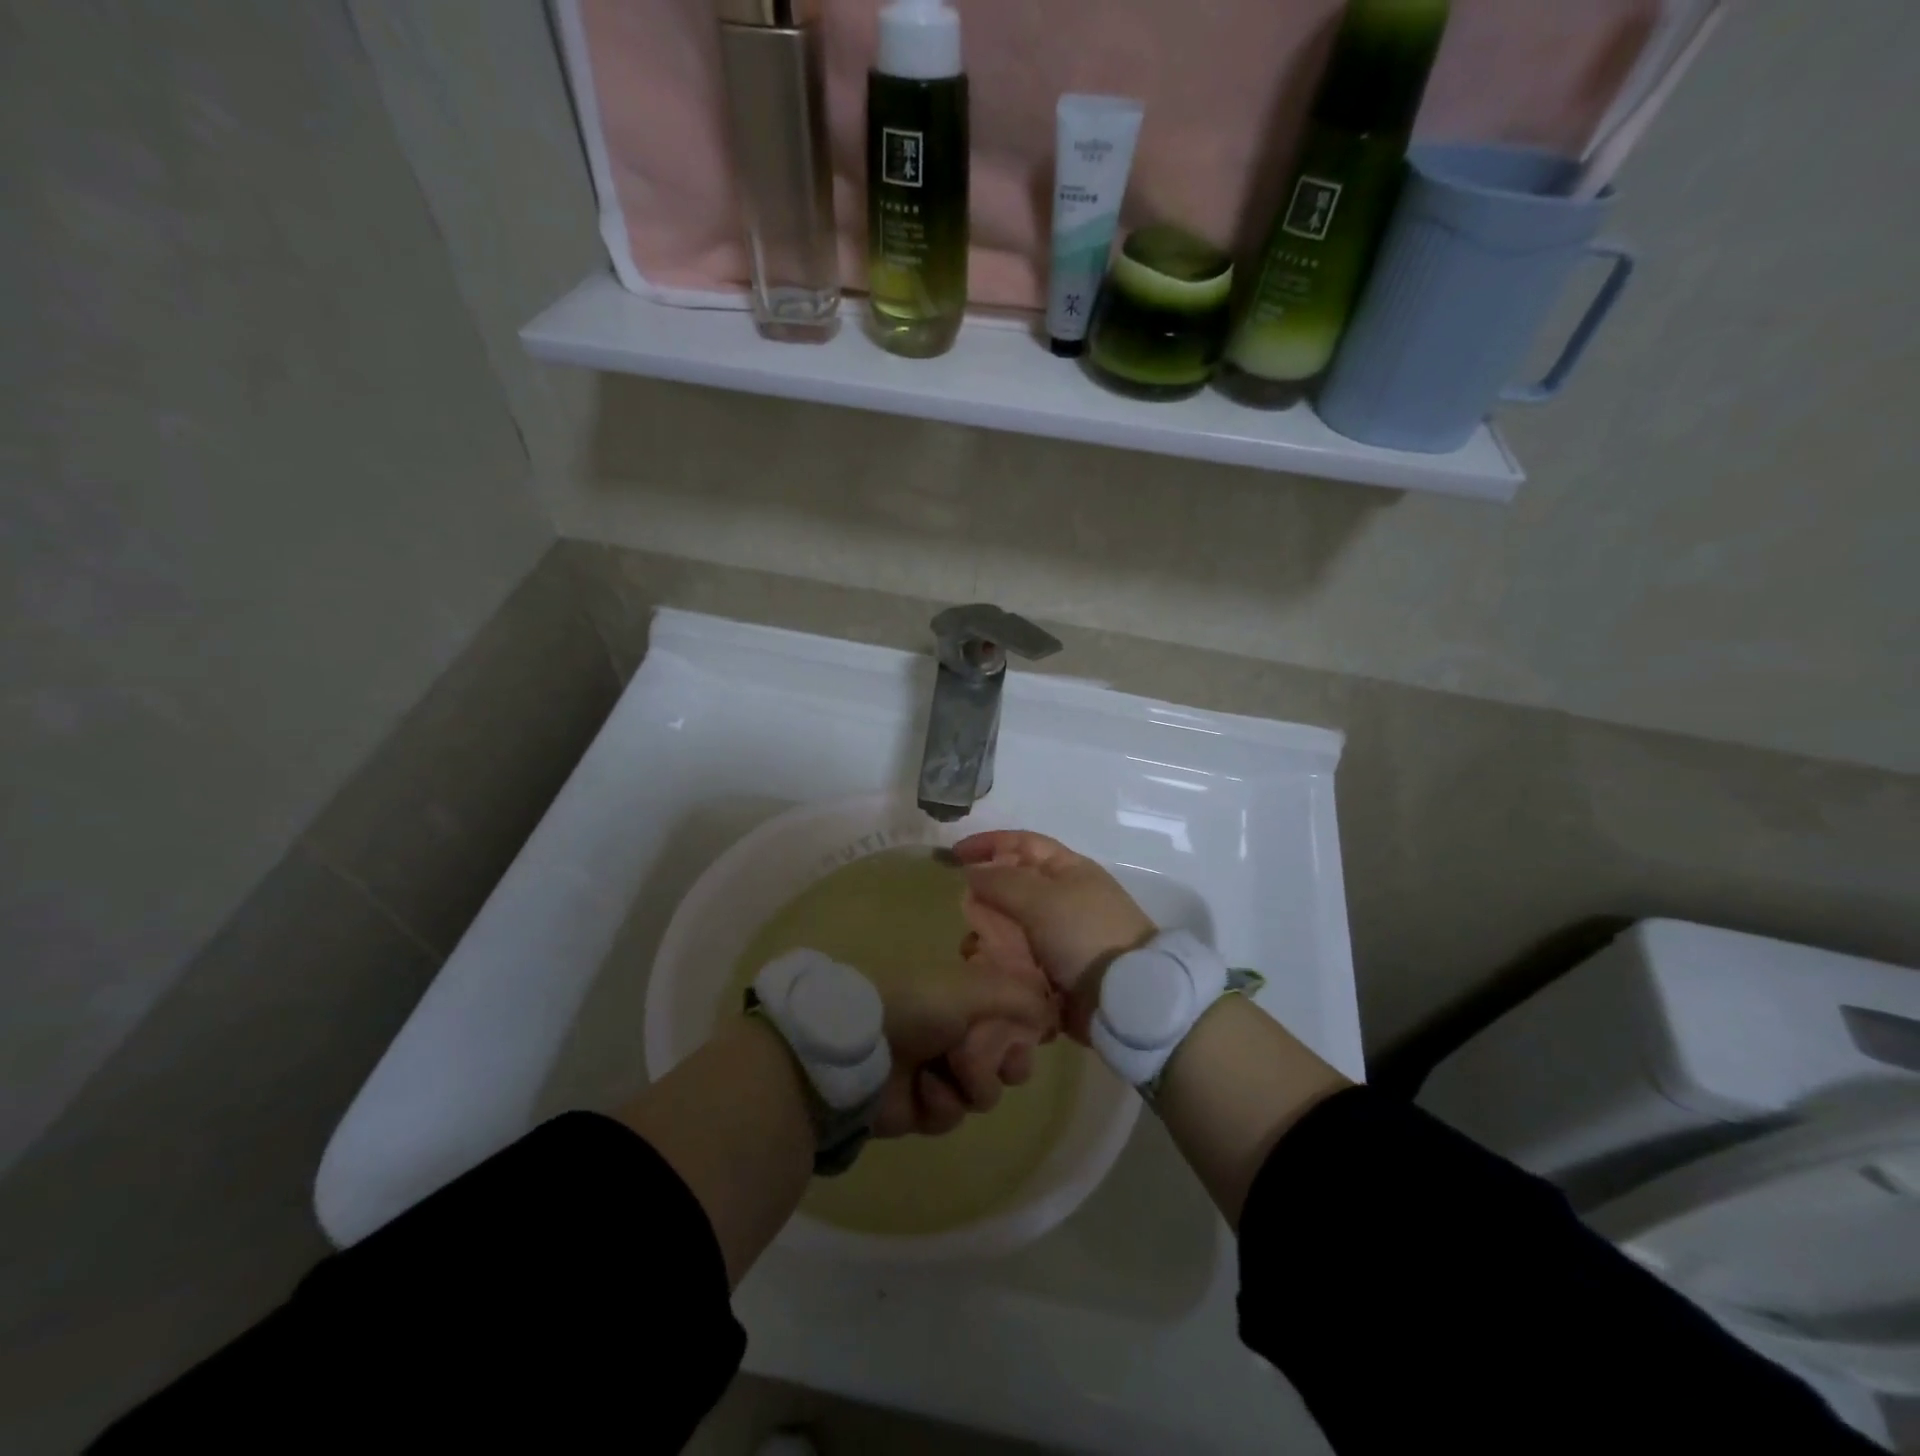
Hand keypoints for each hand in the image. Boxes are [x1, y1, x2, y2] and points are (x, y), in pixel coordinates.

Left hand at [872, 965, 1055, 1138]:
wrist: (861, 1047)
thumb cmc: (919, 1006)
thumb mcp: (975, 988)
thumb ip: (1021, 997)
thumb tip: (1053, 1015)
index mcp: (967, 999)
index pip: (1014, 1018)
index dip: (1025, 1031)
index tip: (1030, 1036)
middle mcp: (957, 1033)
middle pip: (1007, 1061)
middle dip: (1006, 1063)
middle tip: (996, 1061)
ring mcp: (939, 1071)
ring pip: (985, 1093)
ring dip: (972, 1083)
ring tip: (947, 1069)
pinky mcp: (922, 1108)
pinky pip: (953, 1116)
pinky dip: (942, 1104)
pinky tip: (924, 1090)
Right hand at [953, 831, 1156, 1042]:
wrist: (1124, 997)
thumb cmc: (1084, 934)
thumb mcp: (1042, 899)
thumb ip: (1002, 881)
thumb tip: (972, 871)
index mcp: (1068, 870)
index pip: (1022, 844)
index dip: (989, 844)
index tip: (954, 855)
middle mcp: (1062, 898)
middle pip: (1012, 886)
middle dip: (984, 897)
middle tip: (964, 913)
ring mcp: (1058, 936)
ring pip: (1010, 926)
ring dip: (988, 934)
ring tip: (973, 950)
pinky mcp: (1053, 970)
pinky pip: (1017, 959)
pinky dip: (999, 962)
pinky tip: (985, 971)